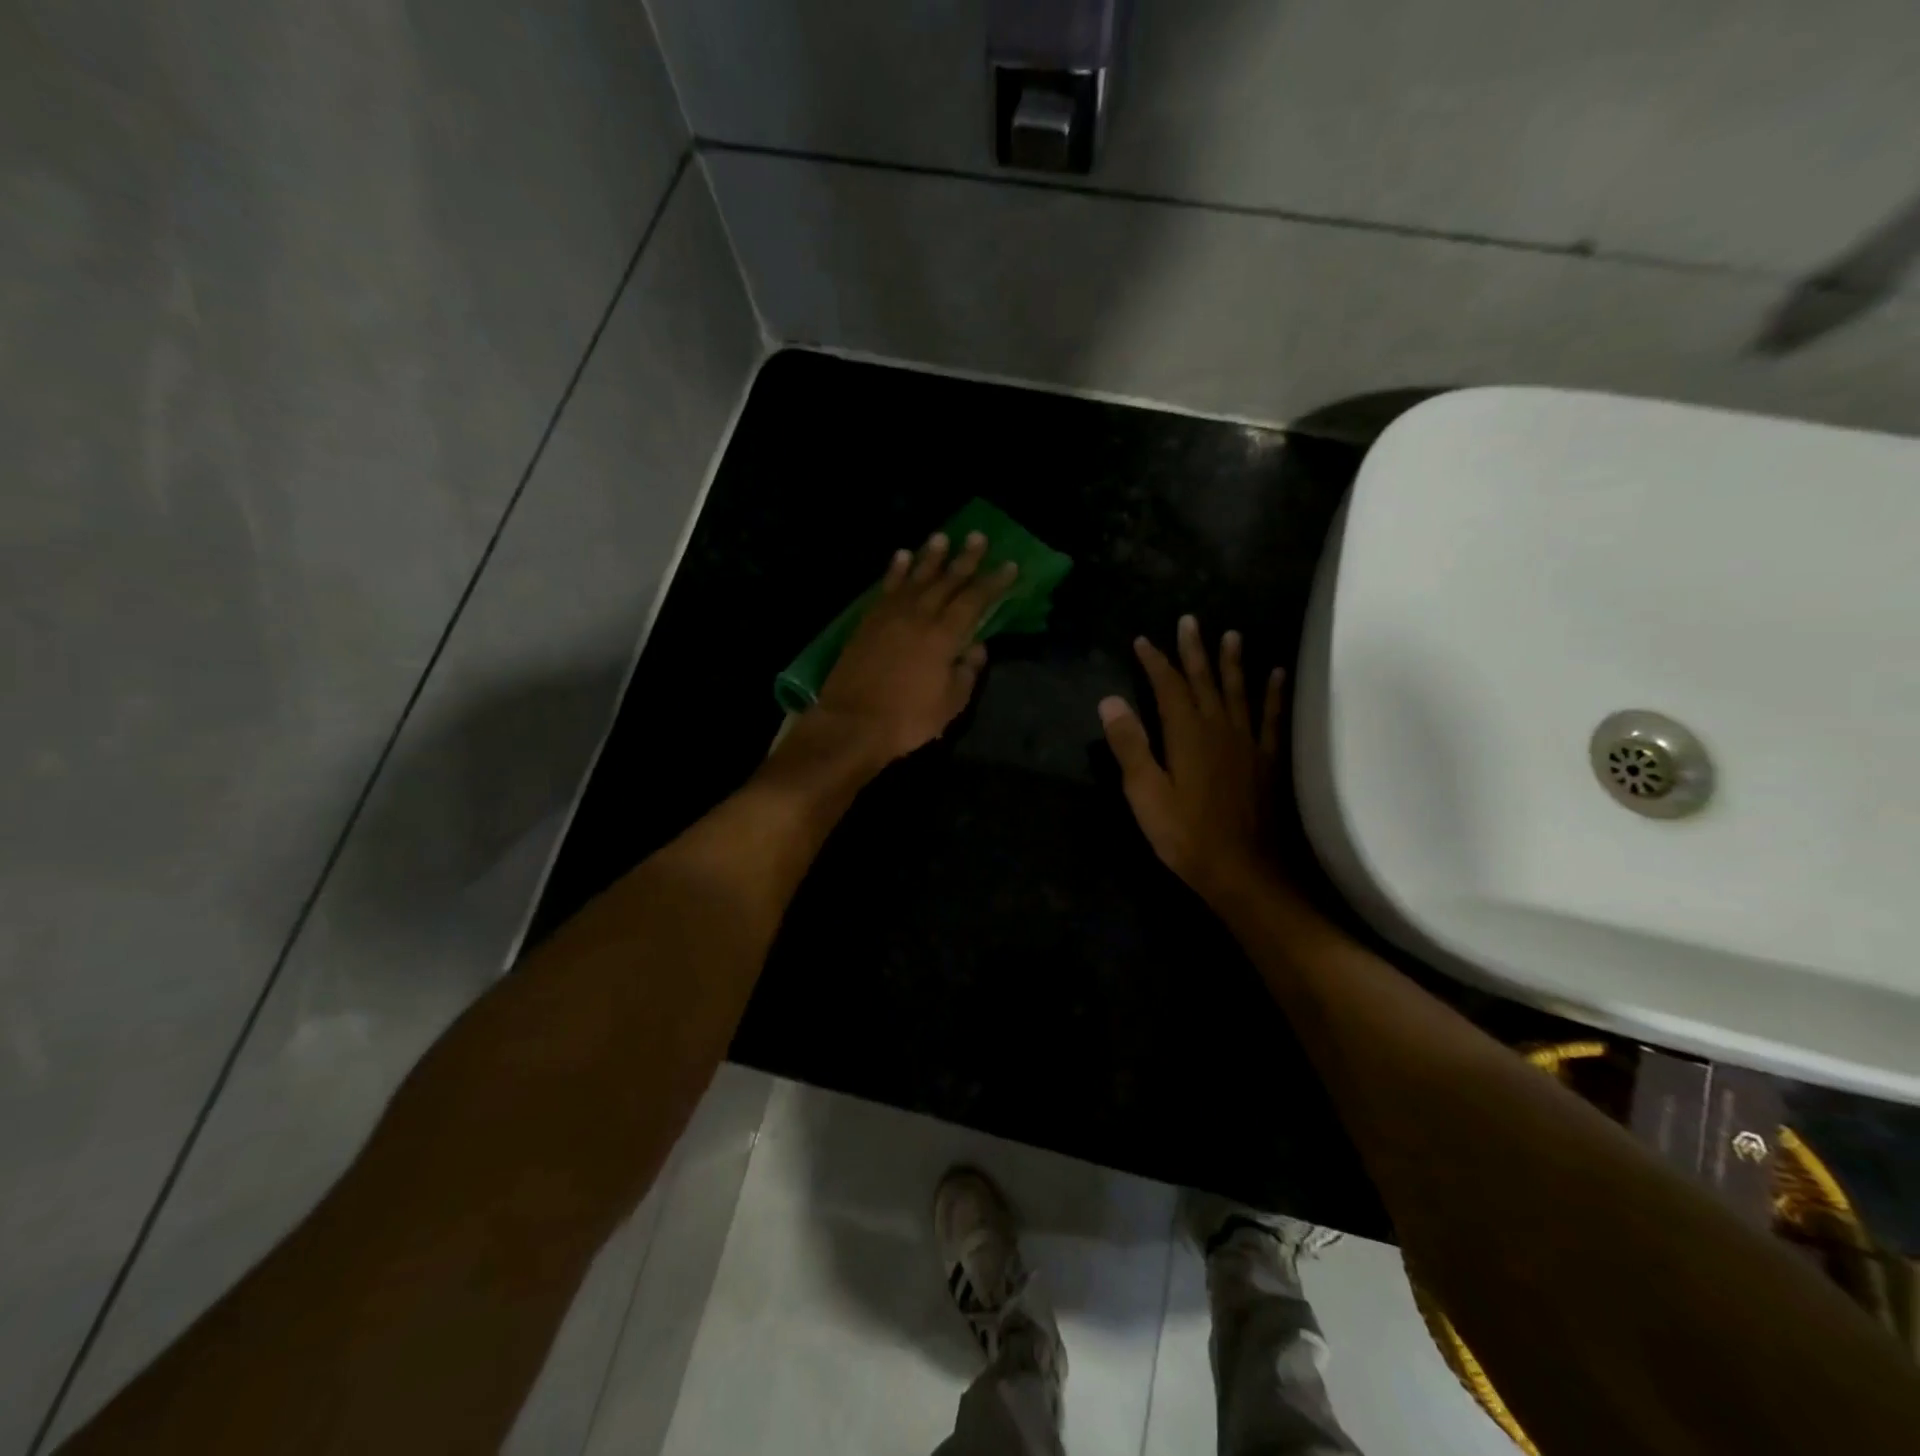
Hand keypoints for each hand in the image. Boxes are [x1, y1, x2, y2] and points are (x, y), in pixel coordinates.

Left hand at [808, 530, 1016, 767]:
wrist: (852, 723)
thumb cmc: (907, 719)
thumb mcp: (950, 704)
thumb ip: (967, 672)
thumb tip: (977, 647)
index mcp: (944, 636)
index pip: (974, 601)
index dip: (993, 583)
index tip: (1008, 565)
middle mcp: (919, 616)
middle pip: (947, 581)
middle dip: (965, 559)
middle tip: (978, 537)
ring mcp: (890, 615)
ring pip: (915, 577)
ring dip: (930, 556)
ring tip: (942, 537)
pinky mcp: (868, 621)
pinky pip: (886, 587)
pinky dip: (896, 570)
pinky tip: (902, 556)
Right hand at [1098, 615, 1284, 908]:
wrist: (1243, 871)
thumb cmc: (1185, 836)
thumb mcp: (1145, 794)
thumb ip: (1129, 745)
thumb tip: (1110, 700)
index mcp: (1186, 735)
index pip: (1168, 687)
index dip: (1155, 662)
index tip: (1143, 641)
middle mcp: (1219, 729)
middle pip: (1204, 681)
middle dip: (1194, 651)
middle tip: (1190, 620)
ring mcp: (1247, 743)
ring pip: (1238, 692)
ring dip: (1232, 663)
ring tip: (1231, 635)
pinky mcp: (1267, 761)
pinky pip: (1271, 718)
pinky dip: (1273, 694)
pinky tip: (1276, 675)